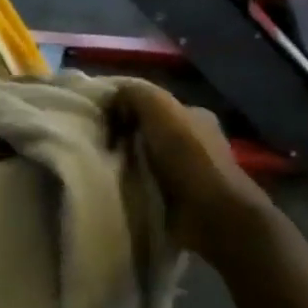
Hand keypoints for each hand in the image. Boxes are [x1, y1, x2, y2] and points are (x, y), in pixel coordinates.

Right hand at [109, 80, 271, 258]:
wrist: (212, 214)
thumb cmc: (187, 156)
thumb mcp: (160, 108)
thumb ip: (135, 93)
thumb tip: (111, 96)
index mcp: (194, 116)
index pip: (153, 104)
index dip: (125, 107)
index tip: (99, 119)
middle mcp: (193, 142)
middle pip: (146, 132)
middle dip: (122, 138)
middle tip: (95, 145)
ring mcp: (187, 174)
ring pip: (144, 161)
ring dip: (124, 165)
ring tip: (99, 169)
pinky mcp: (179, 201)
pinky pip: (146, 187)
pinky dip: (131, 188)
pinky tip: (114, 190)